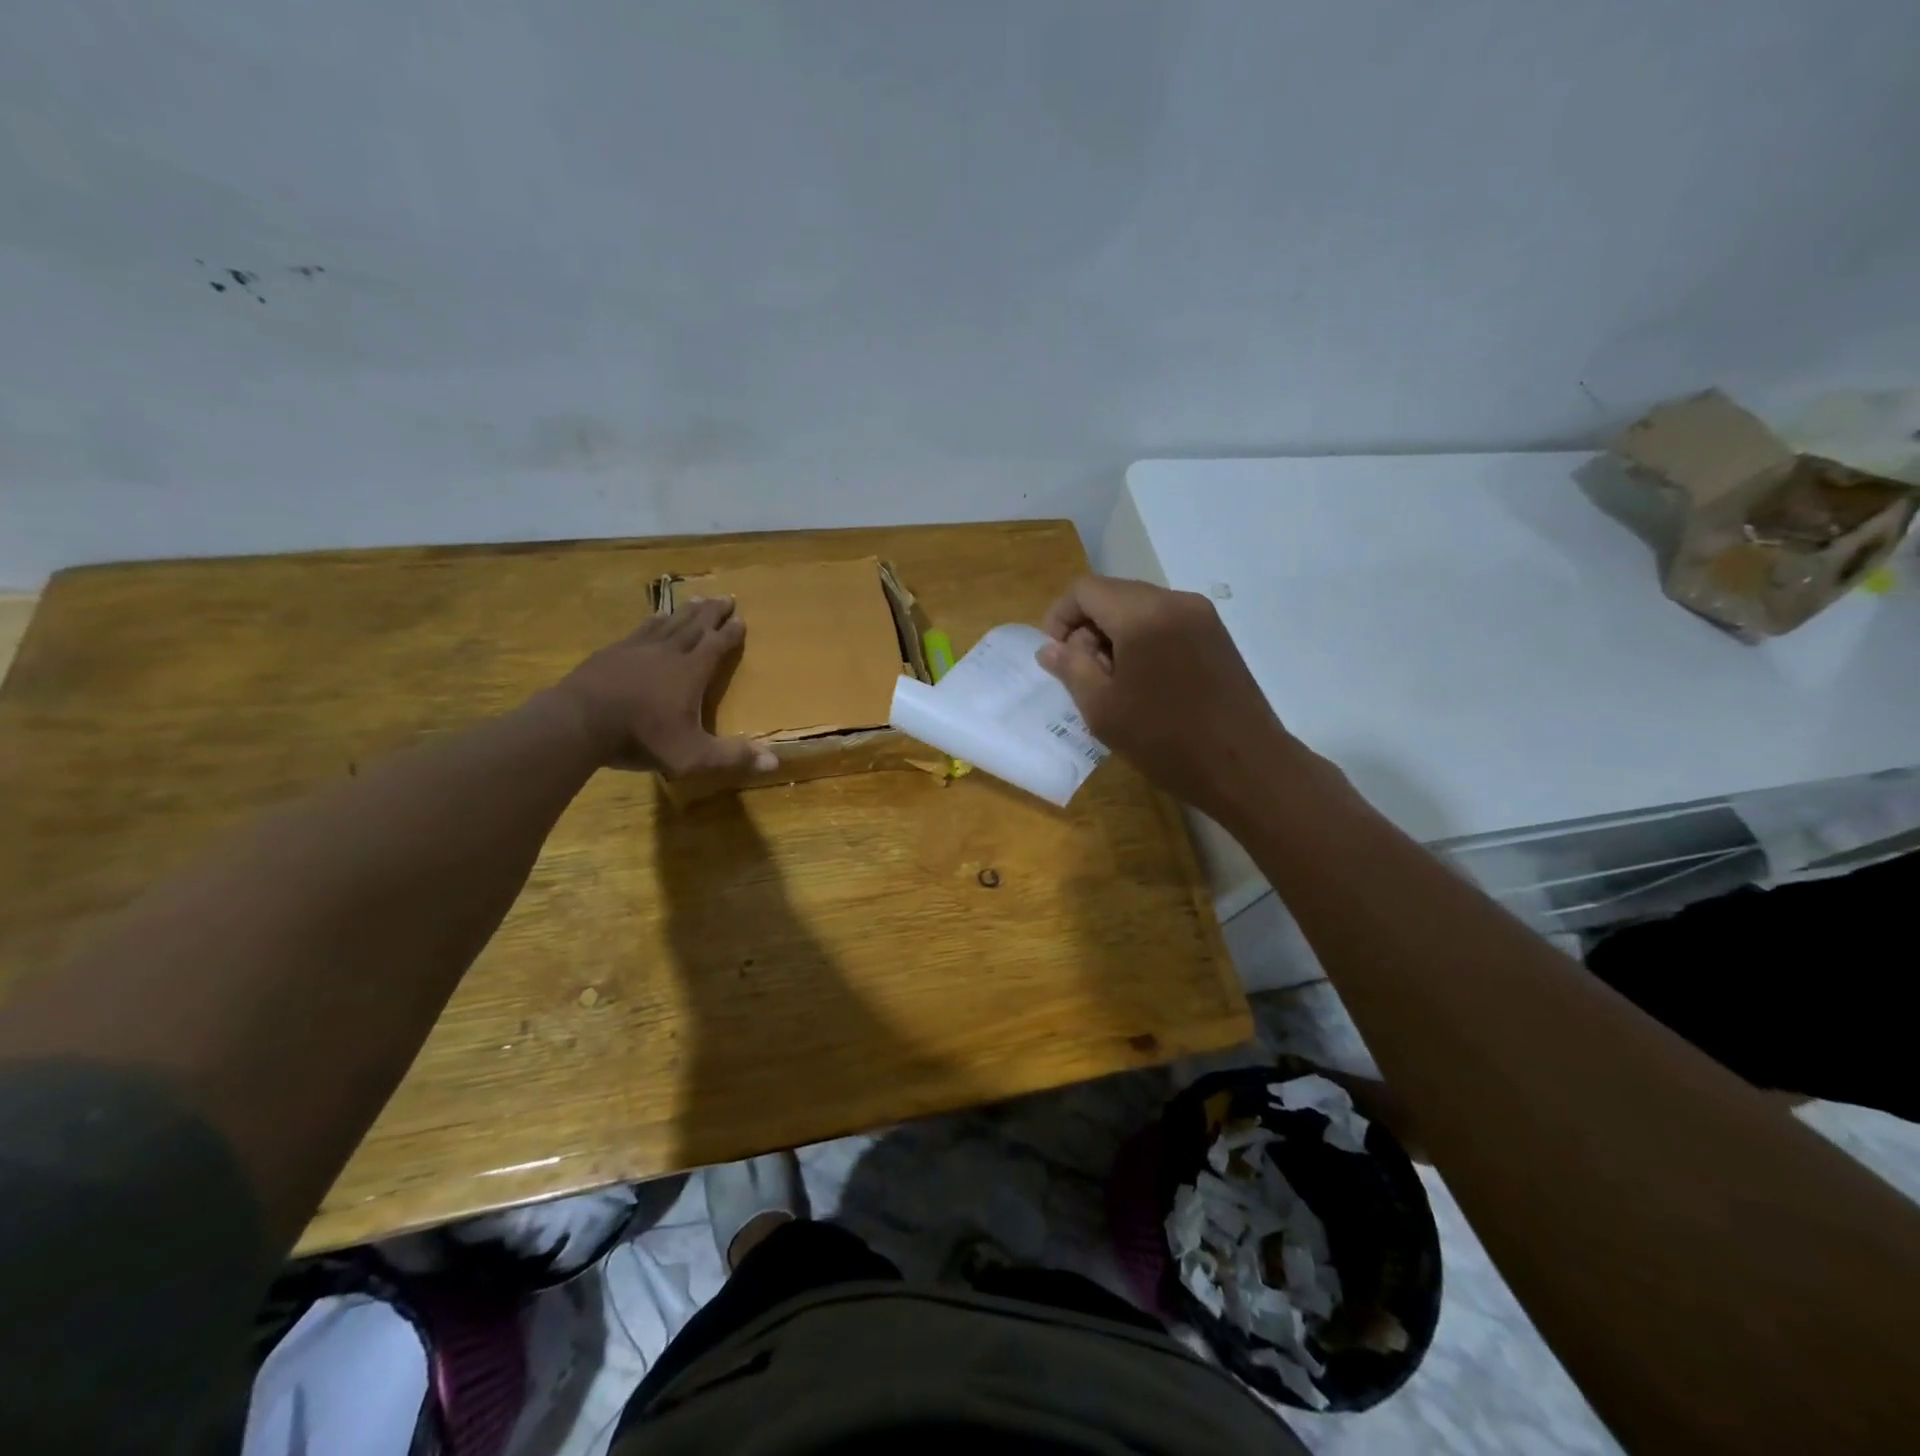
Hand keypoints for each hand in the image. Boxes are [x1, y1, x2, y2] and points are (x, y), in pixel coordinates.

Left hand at [553, 598, 778, 775]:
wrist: (579, 722)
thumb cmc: (641, 738)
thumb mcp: (693, 755)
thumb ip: (732, 756)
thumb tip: (775, 761)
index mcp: (691, 673)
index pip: (717, 646)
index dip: (731, 633)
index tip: (742, 619)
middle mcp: (669, 652)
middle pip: (695, 626)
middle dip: (713, 613)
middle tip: (726, 597)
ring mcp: (637, 649)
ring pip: (669, 623)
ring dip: (686, 612)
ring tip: (697, 600)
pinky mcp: (612, 652)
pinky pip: (641, 629)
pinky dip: (654, 620)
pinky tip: (655, 618)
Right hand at [1035, 576, 1295, 814]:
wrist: (1245, 766)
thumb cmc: (1165, 740)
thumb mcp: (1102, 708)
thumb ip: (1071, 667)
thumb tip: (1050, 647)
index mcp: (1142, 614)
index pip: (1085, 589)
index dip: (1060, 617)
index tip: (1056, 657)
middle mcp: (1174, 600)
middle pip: (1114, 594)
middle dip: (1088, 627)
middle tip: (1084, 675)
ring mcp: (1201, 615)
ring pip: (1140, 608)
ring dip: (1116, 636)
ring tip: (1115, 683)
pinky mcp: (1217, 635)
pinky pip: (1166, 622)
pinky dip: (1143, 640)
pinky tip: (1146, 682)